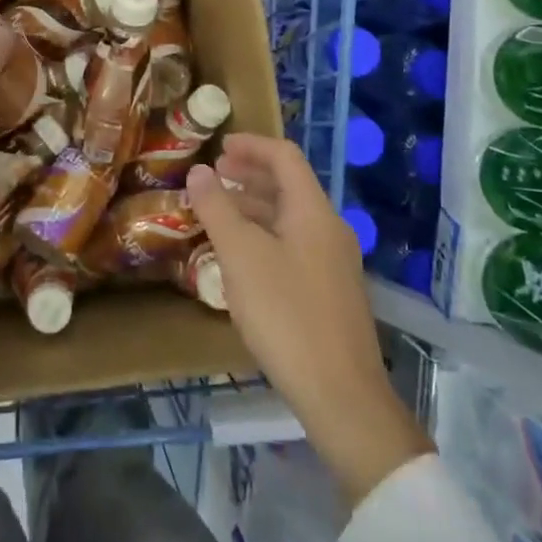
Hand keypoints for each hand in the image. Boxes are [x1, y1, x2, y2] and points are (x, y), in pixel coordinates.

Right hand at [188, 135, 433, 506]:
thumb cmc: (287, 315)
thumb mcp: (241, 256)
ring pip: (290, 218)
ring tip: (219, 213)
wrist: (342, 396)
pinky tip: (242, 259)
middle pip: (289, 186)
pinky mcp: (331, 293)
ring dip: (255, 207)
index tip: (218, 147)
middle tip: (214, 177)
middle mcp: (329, 229)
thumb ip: (217, 208)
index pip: (284, 157)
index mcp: (313, 211)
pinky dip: (265, 236)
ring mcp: (334, 263)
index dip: (251, 145)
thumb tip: (199, 171)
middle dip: (250, 175)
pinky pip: (294, 245)